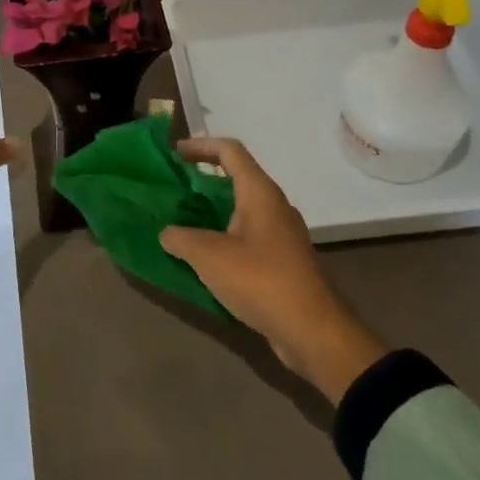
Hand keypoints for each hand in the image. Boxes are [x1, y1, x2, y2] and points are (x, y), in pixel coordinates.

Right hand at [160, 138, 385, 403]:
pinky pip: (248, 236)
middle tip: (174, 189)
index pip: (230, 151)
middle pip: (236, 178)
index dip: (200, 146)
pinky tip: (205, 258)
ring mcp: (282, 234)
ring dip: (213, 211)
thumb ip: (181, 238)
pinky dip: (225, 237)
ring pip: (242, 210)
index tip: (174, 154)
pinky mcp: (284, 261)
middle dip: (203, 180)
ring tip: (183, 223)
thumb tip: (167, 233)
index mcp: (260, 193)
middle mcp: (274, 206)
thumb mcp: (209, 257)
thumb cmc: (261, 281)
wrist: (313, 333)